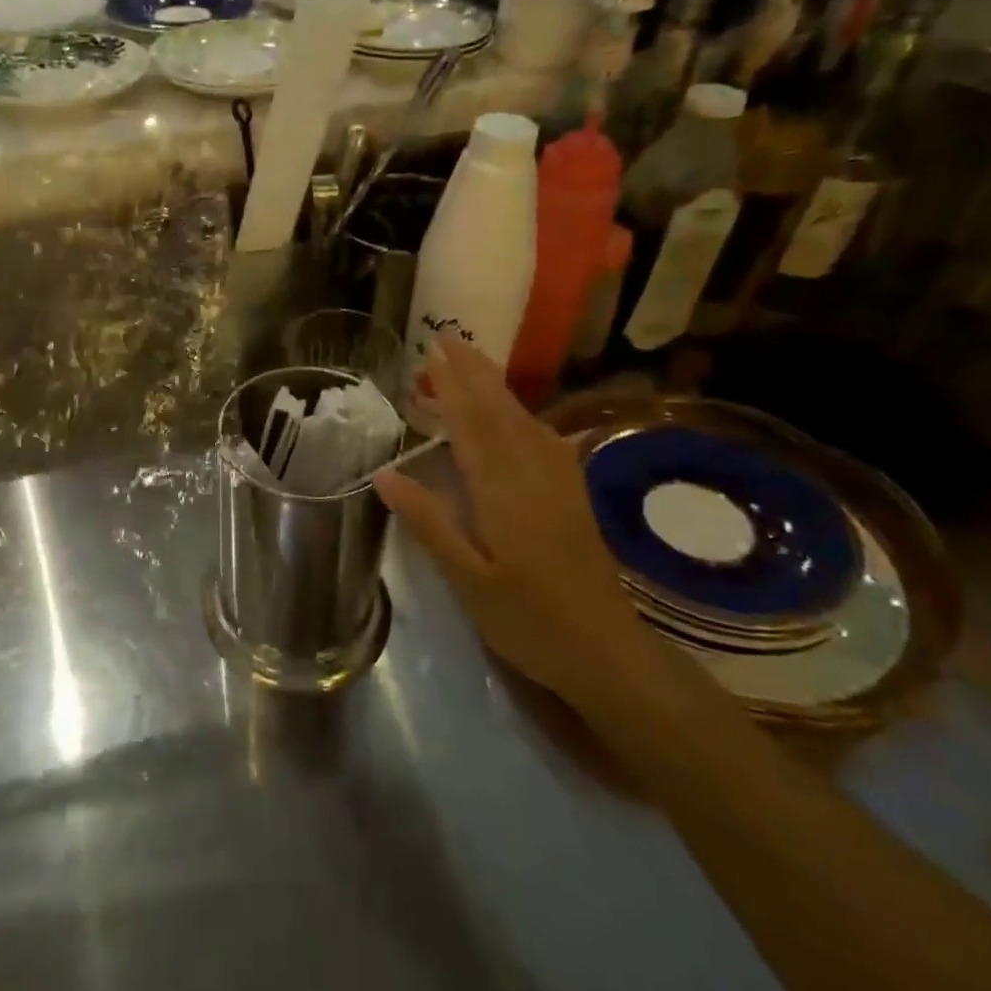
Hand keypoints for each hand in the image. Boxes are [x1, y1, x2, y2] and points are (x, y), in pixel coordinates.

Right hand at [374, 336, 653, 706]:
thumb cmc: (528, 619)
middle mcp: (533, 471)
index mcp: (503, 489)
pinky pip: (540, 436)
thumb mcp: (466, 579)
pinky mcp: (571, 492)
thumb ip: (428, 522)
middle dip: (473, 371)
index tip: (432, 351)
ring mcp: (558, 479)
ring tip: (464, 367)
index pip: (472, 423)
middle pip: (500, 408)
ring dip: (492, 387)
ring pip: (522, 417)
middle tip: (445, 340)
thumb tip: (384, 474)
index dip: (451, 384)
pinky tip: (509, 415)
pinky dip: (516, 413)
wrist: (606, 651)